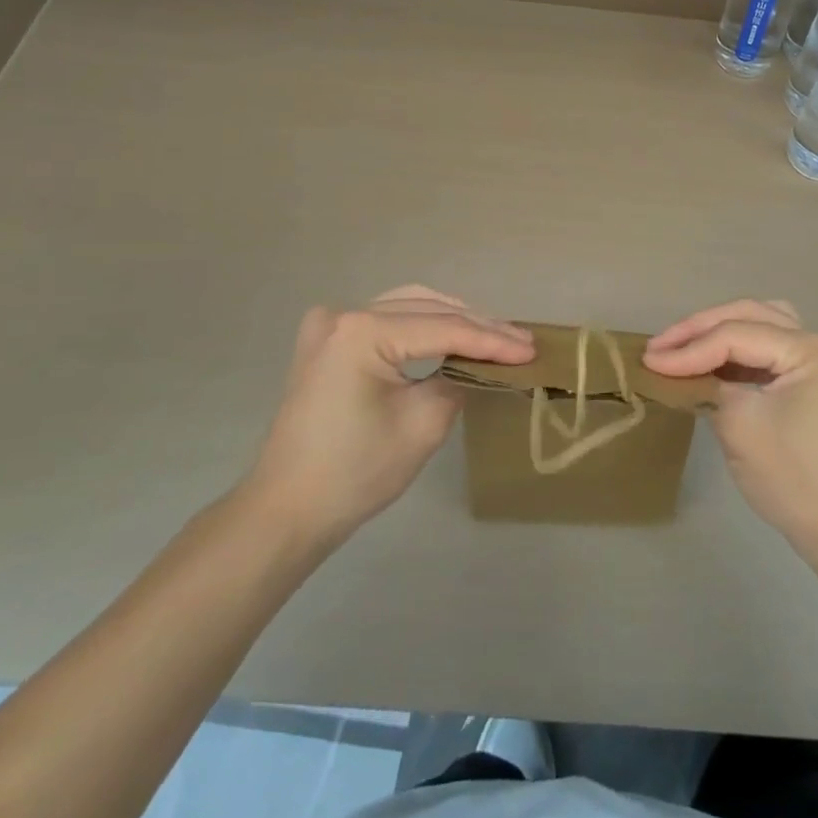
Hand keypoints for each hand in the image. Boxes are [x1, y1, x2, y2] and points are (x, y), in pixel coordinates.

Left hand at [240, 286, 533, 551]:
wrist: (285, 511)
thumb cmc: (354, 474)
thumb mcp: (422, 426)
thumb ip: (458, 381)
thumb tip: (478, 366)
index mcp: (362, 331)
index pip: (443, 329)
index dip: (492, 340)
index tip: (531, 349)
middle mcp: (343, 314)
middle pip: (426, 310)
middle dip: (477, 326)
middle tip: (521, 341)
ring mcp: (329, 324)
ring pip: (407, 306)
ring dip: (452, 319)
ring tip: (495, 335)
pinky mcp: (327, 341)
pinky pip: (385, 318)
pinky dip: (421, 324)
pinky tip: (450, 333)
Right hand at [644, 300, 817, 569]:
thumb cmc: (796, 479)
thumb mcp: (741, 426)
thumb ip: (706, 386)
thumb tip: (674, 370)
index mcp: (810, 349)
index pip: (737, 334)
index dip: (689, 348)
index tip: (648, 363)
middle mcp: (817, 344)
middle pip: (749, 317)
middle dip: (700, 329)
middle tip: (658, 347)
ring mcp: (816, 364)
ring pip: (758, 326)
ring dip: (718, 333)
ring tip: (681, 347)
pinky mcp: (808, 384)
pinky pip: (765, 351)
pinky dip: (735, 352)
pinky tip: (708, 365)